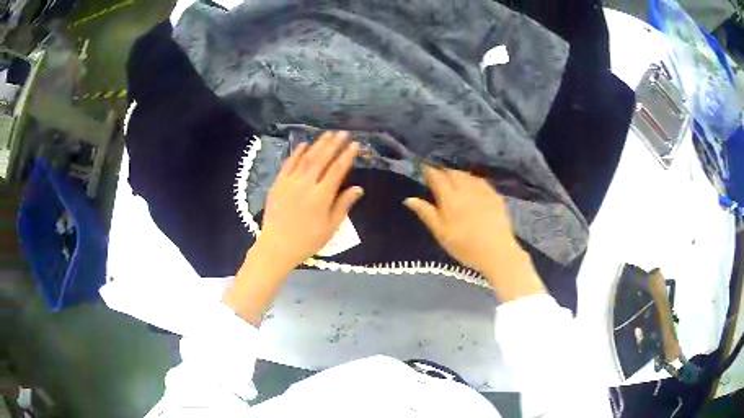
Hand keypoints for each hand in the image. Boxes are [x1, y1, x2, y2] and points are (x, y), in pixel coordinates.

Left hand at [225, 131, 362, 324]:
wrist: (277, 246)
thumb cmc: (307, 240)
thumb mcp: (330, 226)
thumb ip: (343, 204)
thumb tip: (358, 188)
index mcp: (321, 196)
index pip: (337, 170)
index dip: (347, 155)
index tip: (355, 145)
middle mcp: (306, 184)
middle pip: (322, 159)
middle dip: (334, 144)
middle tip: (343, 133)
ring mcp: (290, 182)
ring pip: (306, 158)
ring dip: (318, 145)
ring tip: (328, 134)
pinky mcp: (278, 184)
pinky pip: (288, 164)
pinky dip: (296, 153)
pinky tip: (304, 144)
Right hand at [404, 167, 544, 300]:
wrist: (496, 251)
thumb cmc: (464, 246)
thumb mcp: (441, 233)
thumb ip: (426, 213)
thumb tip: (409, 199)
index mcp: (449, 198)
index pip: (436, 177)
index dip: (428, 171)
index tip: (423, 170)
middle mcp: (465, 188)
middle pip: (452, 173)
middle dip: (443, 172)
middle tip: (438, 178)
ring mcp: (482, 190)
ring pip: (466, 175)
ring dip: (457, 174)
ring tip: (453, 180)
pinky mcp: (494, 195)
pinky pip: (480, 180)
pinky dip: (472, 179)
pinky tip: (472, 185)